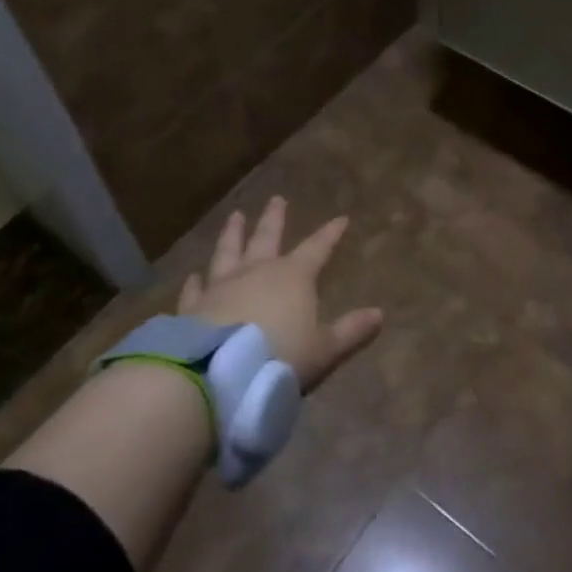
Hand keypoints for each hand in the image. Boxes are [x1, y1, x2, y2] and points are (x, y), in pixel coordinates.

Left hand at [179, 196, 383, 391]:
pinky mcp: (193, 307)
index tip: (341, 218)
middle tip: (277, 198)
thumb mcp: (324, 349)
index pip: (317, 248)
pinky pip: (195, 289)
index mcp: (292, 277)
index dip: (330, 234)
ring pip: (228, 252)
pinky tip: (192, 276)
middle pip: (267, 238)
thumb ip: (350, 331)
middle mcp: (256, 272)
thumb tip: (380, 314)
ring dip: (233, 233)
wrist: (218, 372)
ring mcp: (221, 286)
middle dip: (274, 218)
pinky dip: (194, 281)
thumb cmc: (279, 357)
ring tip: (235, 216)